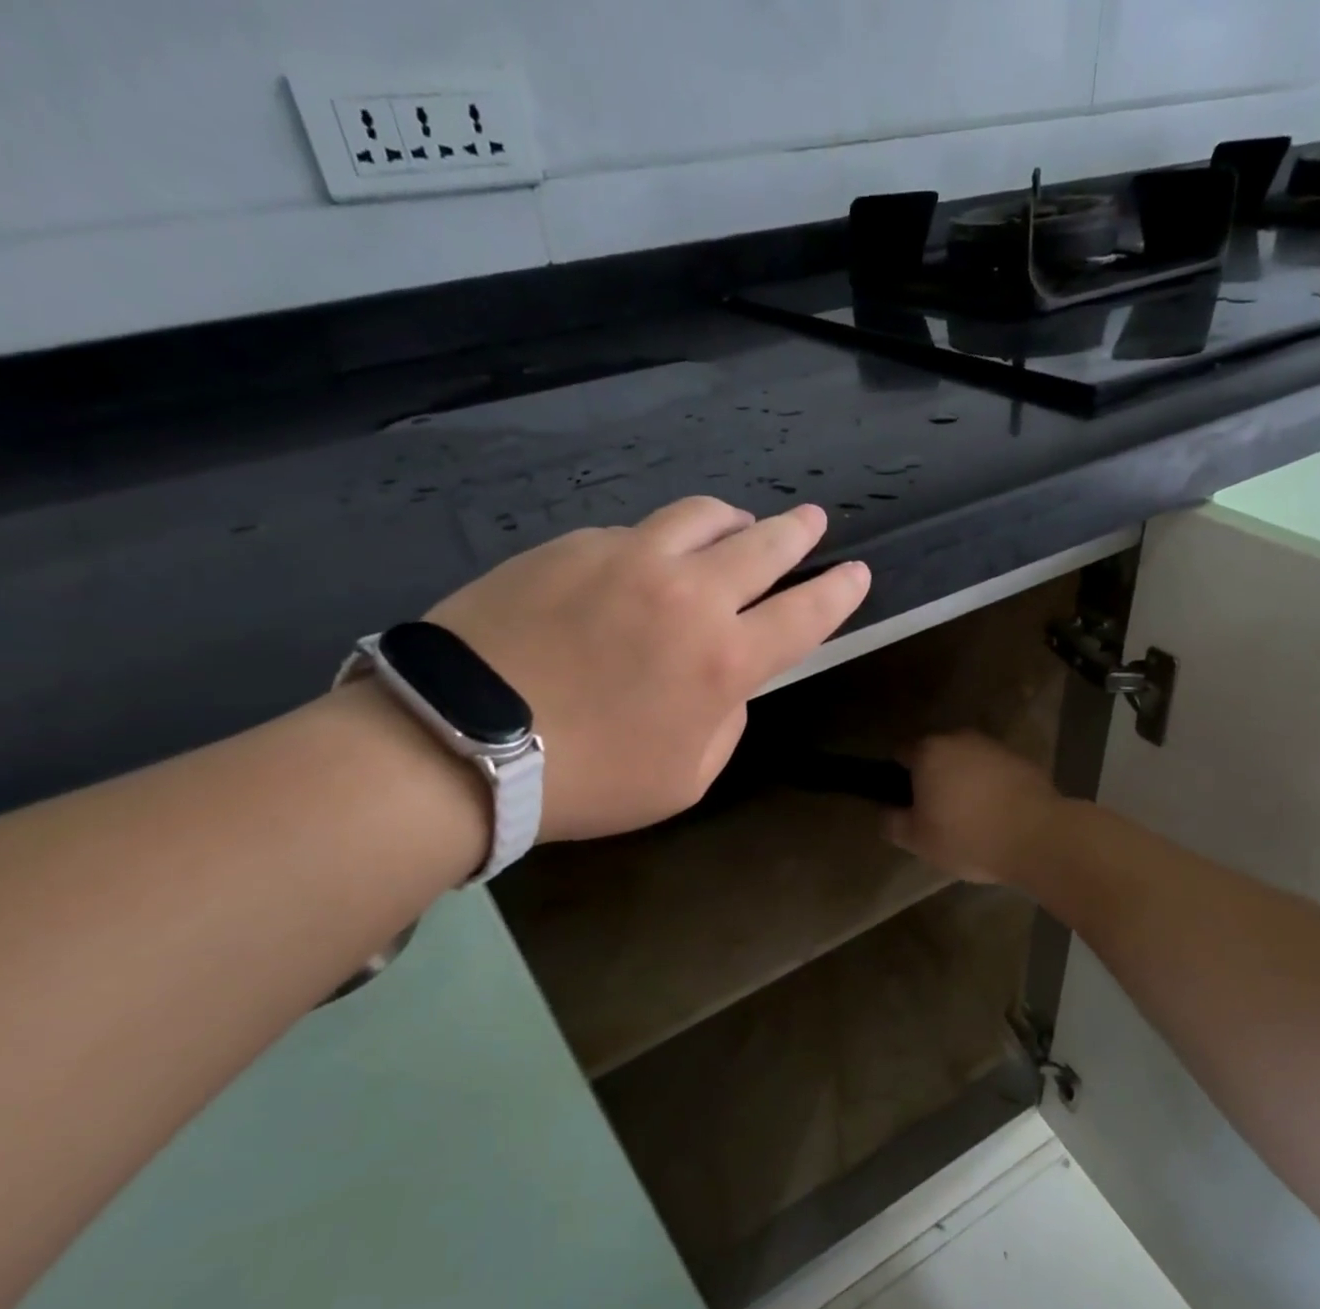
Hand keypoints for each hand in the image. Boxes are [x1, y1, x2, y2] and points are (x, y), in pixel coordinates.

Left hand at [428, 498, 868, 841]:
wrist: (464, 741)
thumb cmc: (586, 779)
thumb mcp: (684, 778)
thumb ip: (724, 722)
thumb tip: (725, 681)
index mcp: (724, 661)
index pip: (805, 614)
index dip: (838, 591)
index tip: (856, 573)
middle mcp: (689, 595)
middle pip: (763, 546)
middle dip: (798, 532)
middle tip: (812, 521)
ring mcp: (629, 558)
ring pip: (701, 517)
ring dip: (732, 521)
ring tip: (738, 525)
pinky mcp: (574, 545)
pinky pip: (634, 532)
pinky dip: (658, 543)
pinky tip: (644, 563)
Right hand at [886, 733, 1062, 884]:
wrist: (1039, 838)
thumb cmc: (968, 837)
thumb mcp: (917, 841)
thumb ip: (892, 822)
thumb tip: (886, 812)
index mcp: (929, 752)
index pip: (901, 753)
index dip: (898, 777)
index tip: (905, 803)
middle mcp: (960, 739)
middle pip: (937, 755)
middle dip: (934, 778)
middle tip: (936, 813)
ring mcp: (995, 747)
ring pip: (968, 762)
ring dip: (965, 782)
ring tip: (971, 818)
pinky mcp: (1024, 761)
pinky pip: (996, 772)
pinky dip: (993, 788)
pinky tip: (998, 816)